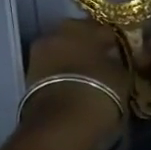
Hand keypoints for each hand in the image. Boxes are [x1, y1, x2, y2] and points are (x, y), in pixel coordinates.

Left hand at [21, 19, 130, 149]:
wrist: (60, 122)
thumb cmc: (98, 93)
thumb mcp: (121, 78)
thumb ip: (117, 63)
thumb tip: (114, 60)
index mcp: (85, 27)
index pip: (104, 30)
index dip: (114, 43)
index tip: (120, 55)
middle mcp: (59, 32)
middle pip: (78, 35)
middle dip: (88, 46)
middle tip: (102, 64)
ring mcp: (41, 51)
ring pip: (61, 49)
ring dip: (72, 59)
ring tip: (86, 77)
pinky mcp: (29, 72)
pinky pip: (51, 66)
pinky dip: (60, 72)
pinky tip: (72, 85)